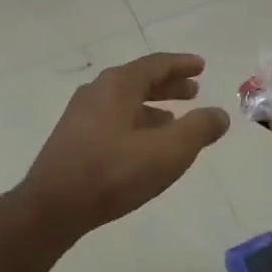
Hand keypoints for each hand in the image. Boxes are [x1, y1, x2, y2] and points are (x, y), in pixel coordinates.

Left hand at [15, 52, 230, 235]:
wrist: (53, 207)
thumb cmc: (114, 172)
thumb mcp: (168, 152)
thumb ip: (198, 129)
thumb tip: (219, 114)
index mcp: (118, 85)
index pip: (156, 64)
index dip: (181, 64)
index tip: (201, 67)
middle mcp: (97, 91)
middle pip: (139, 80)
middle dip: (168, 85)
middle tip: (193, 92)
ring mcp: (81, 114)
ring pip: (125, 101)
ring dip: (152, 106)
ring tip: (175, 120)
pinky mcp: (73, 138)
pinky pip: (112, 118)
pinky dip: (135, 122)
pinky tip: (144, 145)